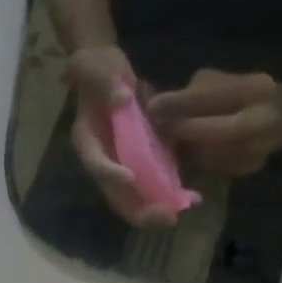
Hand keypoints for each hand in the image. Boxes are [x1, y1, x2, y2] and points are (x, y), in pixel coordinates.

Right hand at [67, 46, 174, 228]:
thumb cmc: (97, 69)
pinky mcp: (144, 162)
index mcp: (88, 141)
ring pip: (136, 198)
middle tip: (164, 216)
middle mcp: (106, 161)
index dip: (110, 173)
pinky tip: (193, 199)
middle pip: (117, 195)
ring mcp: (125, 165)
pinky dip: (171, 195)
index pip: (95, 162)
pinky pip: (156, 185)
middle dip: (139, 209)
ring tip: (179, 214)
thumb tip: (123, 99)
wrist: (109, 72)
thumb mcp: (95, 66)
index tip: (129, 177)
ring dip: (156, 209)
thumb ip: (105, 82)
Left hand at [148, 69, 281, 175]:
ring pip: (213, 156)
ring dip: (185, 152)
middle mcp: (260, 120)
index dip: (180, 103)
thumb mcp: (224, 80)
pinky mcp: (248, 169)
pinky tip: (183, 156)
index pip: (213, 96)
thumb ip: (194, 92)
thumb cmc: (245, 92)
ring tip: (166, 144)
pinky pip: (214, 168)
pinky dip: (194, 163)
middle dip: (186, 132)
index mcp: (253, 89)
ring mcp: (258, 149)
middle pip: (220, 132)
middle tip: (160, 131)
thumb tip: (156, 104)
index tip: (152, 107)